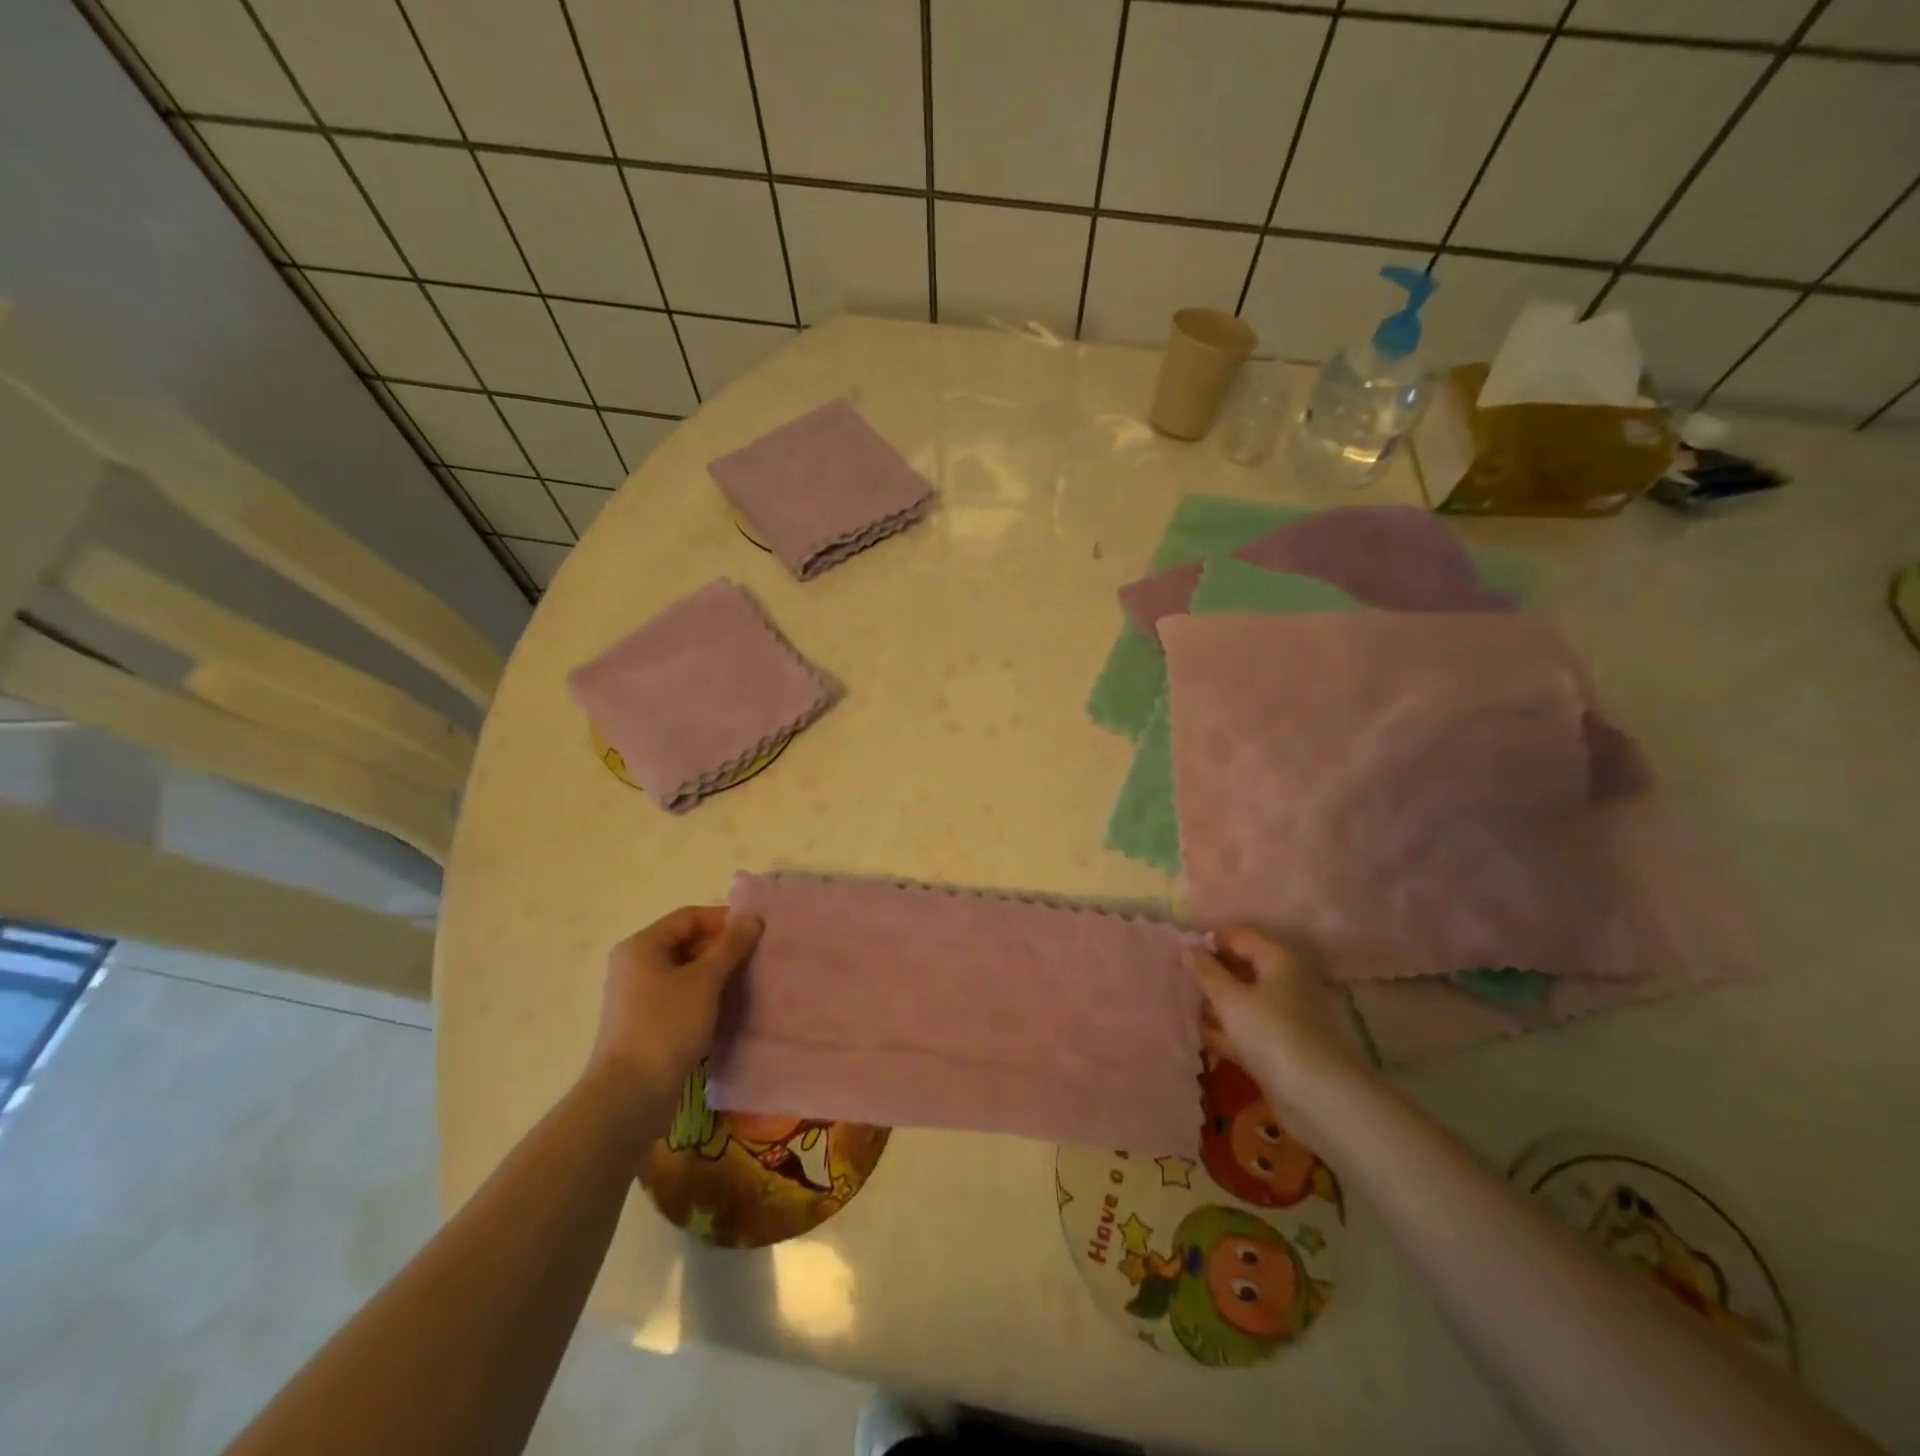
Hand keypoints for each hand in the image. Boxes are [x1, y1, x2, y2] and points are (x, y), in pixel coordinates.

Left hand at [586, 906, 761, 1103]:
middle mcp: (635, 965)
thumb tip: (752, 917)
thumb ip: (730, 946)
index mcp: (642, 946)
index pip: (689, 917)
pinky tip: (727, 1009)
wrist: (630, 1095)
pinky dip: (704, 996)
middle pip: (686, 942)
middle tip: (756, 959)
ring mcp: (638, 996)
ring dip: (716, 974)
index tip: (756, 933)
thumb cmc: (666, 1026)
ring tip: (747, 983)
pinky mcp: (645, 1023)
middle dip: (722, 948)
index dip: (724, 920)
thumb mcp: (704, 980)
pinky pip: (680, 996)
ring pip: (685, 972)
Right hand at [1187, 928, 1369, 1122]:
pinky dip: (1226, 1031)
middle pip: (1241, 969)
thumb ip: (1206, 972)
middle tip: (1176, 977)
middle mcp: (1285, 983)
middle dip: (1210, 974)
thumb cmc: (1272, 1034)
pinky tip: (1200, 1034)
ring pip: (1242, 1001)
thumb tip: (1187, 948)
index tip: (1177, 949)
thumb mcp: (1230, 999)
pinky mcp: (1280, 1047)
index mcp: (1279, 961)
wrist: (1319, 1098)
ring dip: (1215, 1004)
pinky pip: (1247, 1029)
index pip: (1239, 937)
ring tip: (1180, 1005)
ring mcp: (1284, 1017)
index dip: (1208, 940)